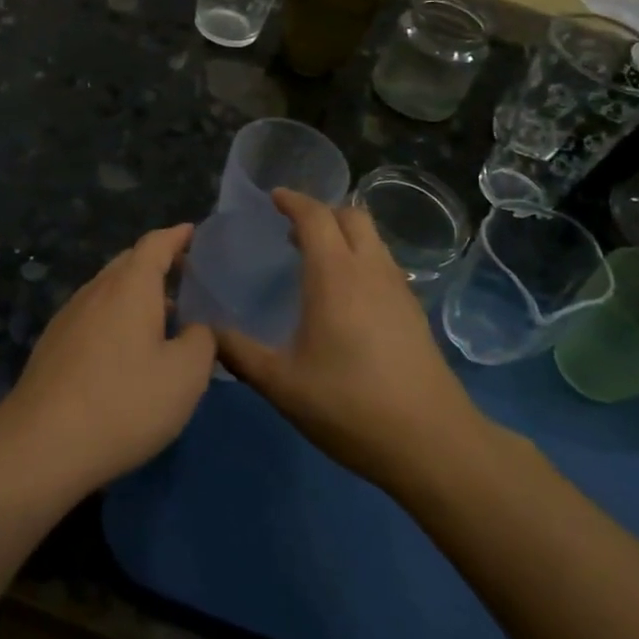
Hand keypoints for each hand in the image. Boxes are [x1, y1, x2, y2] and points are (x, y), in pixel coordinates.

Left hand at [0, 224, 216, 493]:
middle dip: (158, 264)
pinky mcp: (52, 346)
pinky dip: (117, 319)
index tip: (195, 233)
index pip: (156, 243)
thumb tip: (196, 328)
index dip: (178, 236)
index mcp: (130, 286)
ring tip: (163, 318)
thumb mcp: (186, 375)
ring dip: (137, 295)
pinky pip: (93, 316)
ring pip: (109, 291)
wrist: (40, 447)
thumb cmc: (124, 403)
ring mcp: (68, 317)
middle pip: (129, 263)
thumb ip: (202, 340)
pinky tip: (127, 352)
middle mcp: (96, 291)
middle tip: (187, 278)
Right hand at [216, 190, 487, 497]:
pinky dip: (362, 259)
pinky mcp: (414, 312)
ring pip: (373, 239)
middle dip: (322, 212)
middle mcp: (370, 270)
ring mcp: (398, 289)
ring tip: (316, 259)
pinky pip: (384, 264)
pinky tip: (347, 295)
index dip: (293, 201)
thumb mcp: (281, 384)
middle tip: (294, 230)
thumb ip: (239, 353)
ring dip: (345, 235)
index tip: (274, 197)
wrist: (430, 441)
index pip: (315, 216)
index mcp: (335, 275)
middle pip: (352, 216)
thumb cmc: (349, 405)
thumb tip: (207, 333)